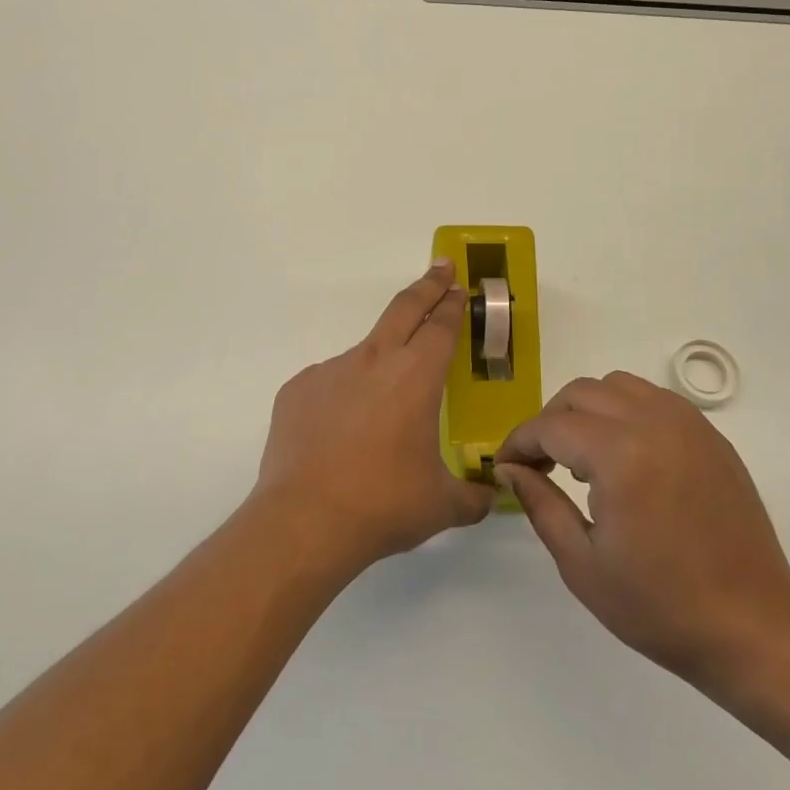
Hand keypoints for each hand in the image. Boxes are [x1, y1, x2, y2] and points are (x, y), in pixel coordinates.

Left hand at [253, 260, 494, 573]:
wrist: (304, 521)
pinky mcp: (298, 389)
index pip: (440, 327)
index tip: (457, 286)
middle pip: (404, 309)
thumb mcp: (441, 505)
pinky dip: (343, 397)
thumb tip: (492, 495)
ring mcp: (330, 371)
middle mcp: (373, 361)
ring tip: (382, 413)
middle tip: (441, 268)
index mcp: (415, 377)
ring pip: (364, 354)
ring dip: (381, 364)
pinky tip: (341, 435)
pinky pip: (330, 384)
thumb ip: (474, 495)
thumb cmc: (383, 504)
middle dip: (427, 285)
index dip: (452, 304)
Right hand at [496, 372, 789, 700]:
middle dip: (550, 422)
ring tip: (583, 458)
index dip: (519, 443)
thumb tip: (508, 469)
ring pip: (617, 386)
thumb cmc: (660, 607)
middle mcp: (654, 423)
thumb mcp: (582, 564)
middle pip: (581, 393)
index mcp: (621, 456)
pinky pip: (654, 400)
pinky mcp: (711, 436)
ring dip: (587, 410)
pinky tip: (625, 457)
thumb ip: (539, 504)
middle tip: (540, 464)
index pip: (551, 426)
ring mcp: (688, 425)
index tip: (504, 466)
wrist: (753, 628)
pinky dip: (625, 412)